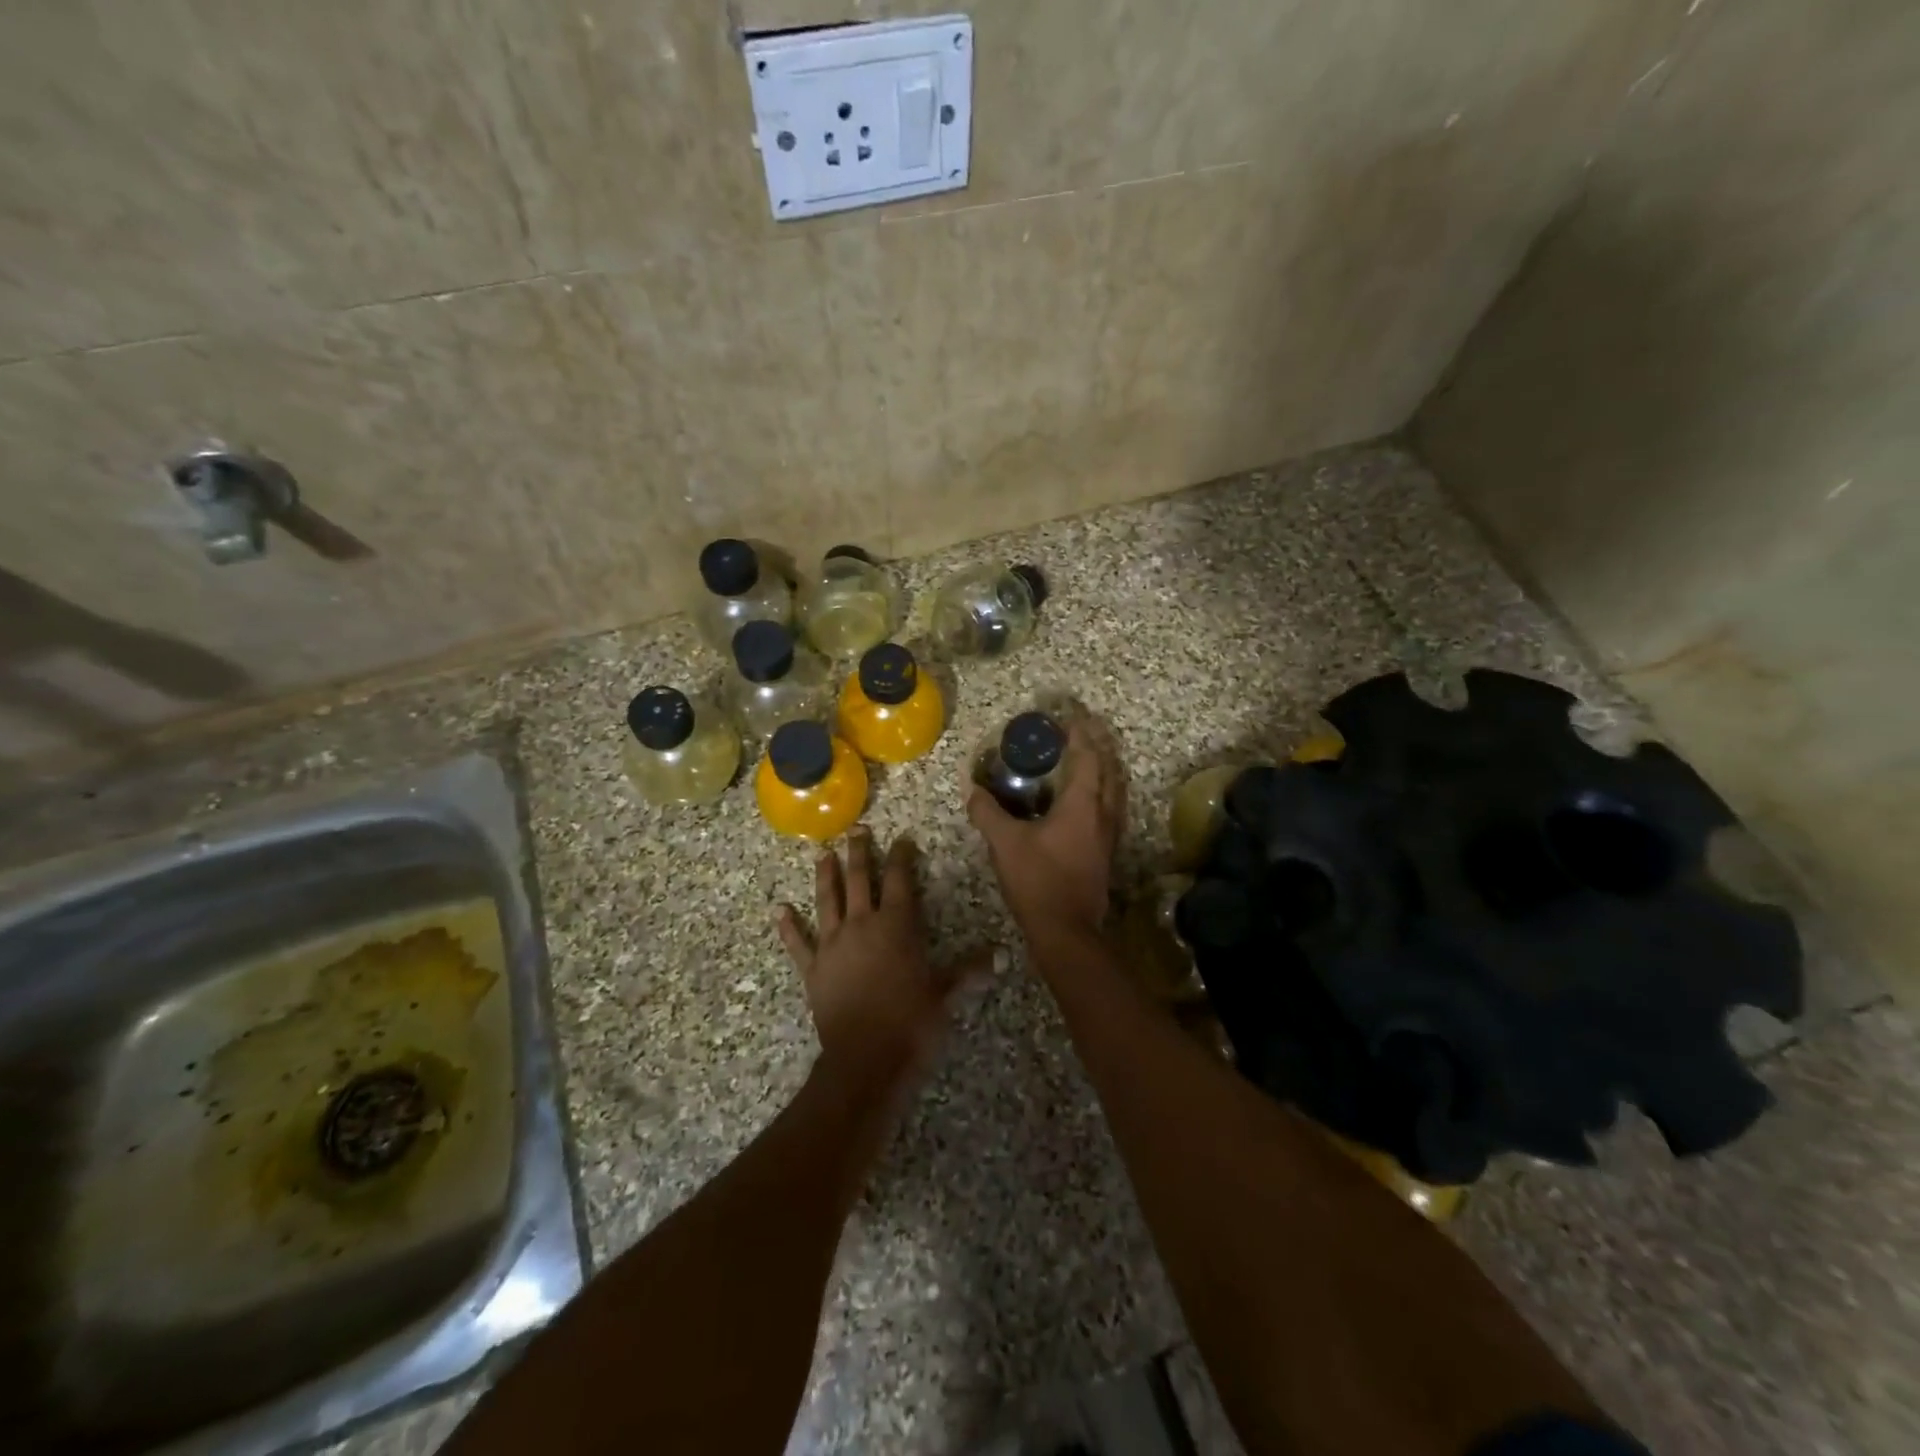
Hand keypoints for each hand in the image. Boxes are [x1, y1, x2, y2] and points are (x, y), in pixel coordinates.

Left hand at [777, 829, 989, 1087]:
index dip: (902, 857)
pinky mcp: (813, 970)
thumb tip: (1001, 955)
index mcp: (896, 926)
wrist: (866, 1060)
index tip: (902, 839)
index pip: (900, 880)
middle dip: (859, 854)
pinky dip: (789, 927)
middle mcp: (861, 926)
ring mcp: (833, 946)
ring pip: (827, 901)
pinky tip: (779, 910)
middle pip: (859, 880)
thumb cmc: (911, 1023)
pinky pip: (799, 943)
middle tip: (857, 831)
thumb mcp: (946, 995)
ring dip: (825, 876)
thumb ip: (970, 971)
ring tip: (823, 854)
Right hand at [967, 718, 1125, 942]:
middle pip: (1110, 768)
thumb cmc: (1038, 880)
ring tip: (1087, 756)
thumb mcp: (1004, 843)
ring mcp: (1110, 833)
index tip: (1070, 714)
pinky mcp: (1107, 851)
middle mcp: (1103, 813)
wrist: (1067, 930)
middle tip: (1080, 730)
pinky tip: (1086, 799)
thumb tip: (972, 790)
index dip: (1080, 732)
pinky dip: (1103, 791)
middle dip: (1097, 744)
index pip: (1088, 756)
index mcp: (1083, 804)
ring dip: (1104, 767)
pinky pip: (1111, 807)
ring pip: (1115, 789)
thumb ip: (987, 812)